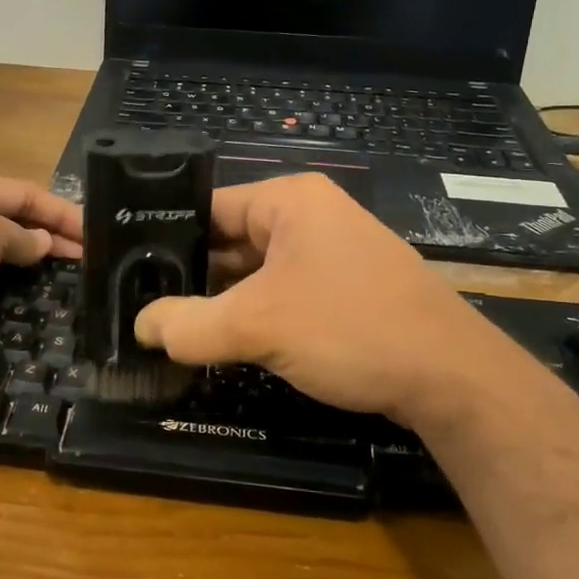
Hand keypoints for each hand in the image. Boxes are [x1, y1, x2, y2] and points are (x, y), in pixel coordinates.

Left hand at [0, 173, 82, 373]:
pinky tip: (28, 284)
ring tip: (68, 268)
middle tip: (90, 254)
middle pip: (10, 213)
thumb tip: (40, 242)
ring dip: (33, 250)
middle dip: (51, 230)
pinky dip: (10, 270)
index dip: (61, 210)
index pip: (22, 190)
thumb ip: (17, 234)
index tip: (94, 232)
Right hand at [133, 173, 537, 424]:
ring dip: (220, 299)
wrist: (453, 378)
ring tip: (169, 325)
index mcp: (289, 199)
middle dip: (190, 273)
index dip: (164, 237)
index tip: (125, 270)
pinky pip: (280, 292)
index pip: (207, 206)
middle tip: (140, 304)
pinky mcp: (341, 288)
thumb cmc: (351, 328)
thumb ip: (189, 324)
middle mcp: (308, 216)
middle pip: (228, 238)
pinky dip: (251, 313)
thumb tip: (140, 327)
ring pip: (253, 271)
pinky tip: (221, 340)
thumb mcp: (258, 325)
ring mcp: (328, 253)